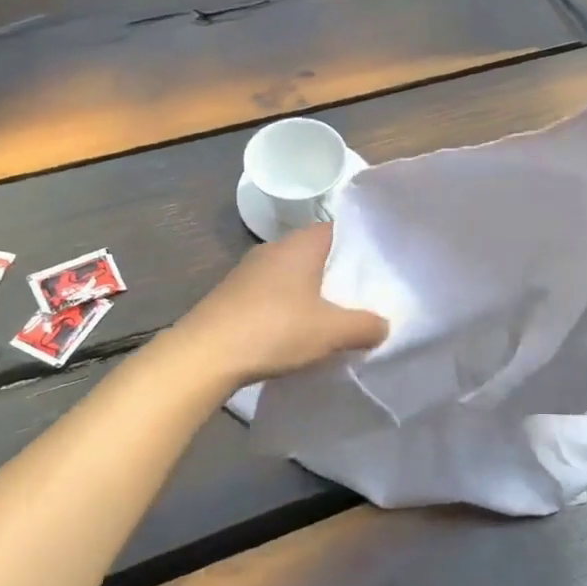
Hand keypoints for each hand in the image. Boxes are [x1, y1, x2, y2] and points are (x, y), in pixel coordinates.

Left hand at [178, 223, 387, 384]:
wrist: (203, 356)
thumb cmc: (274, 330)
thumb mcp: (332, 332)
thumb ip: (365, 326)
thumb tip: (383, 325)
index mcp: (301, 244)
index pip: (340, 229)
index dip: (362, 244)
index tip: (382, 264)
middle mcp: (275, 248)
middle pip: (318, 253)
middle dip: (340, 272)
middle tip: (367, 294)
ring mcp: (250, 271)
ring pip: (295, 274)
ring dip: (314, 292)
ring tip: (337, 315)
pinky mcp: (234, 295)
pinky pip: (274, 293)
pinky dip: (290, 306)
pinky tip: (299, 330)